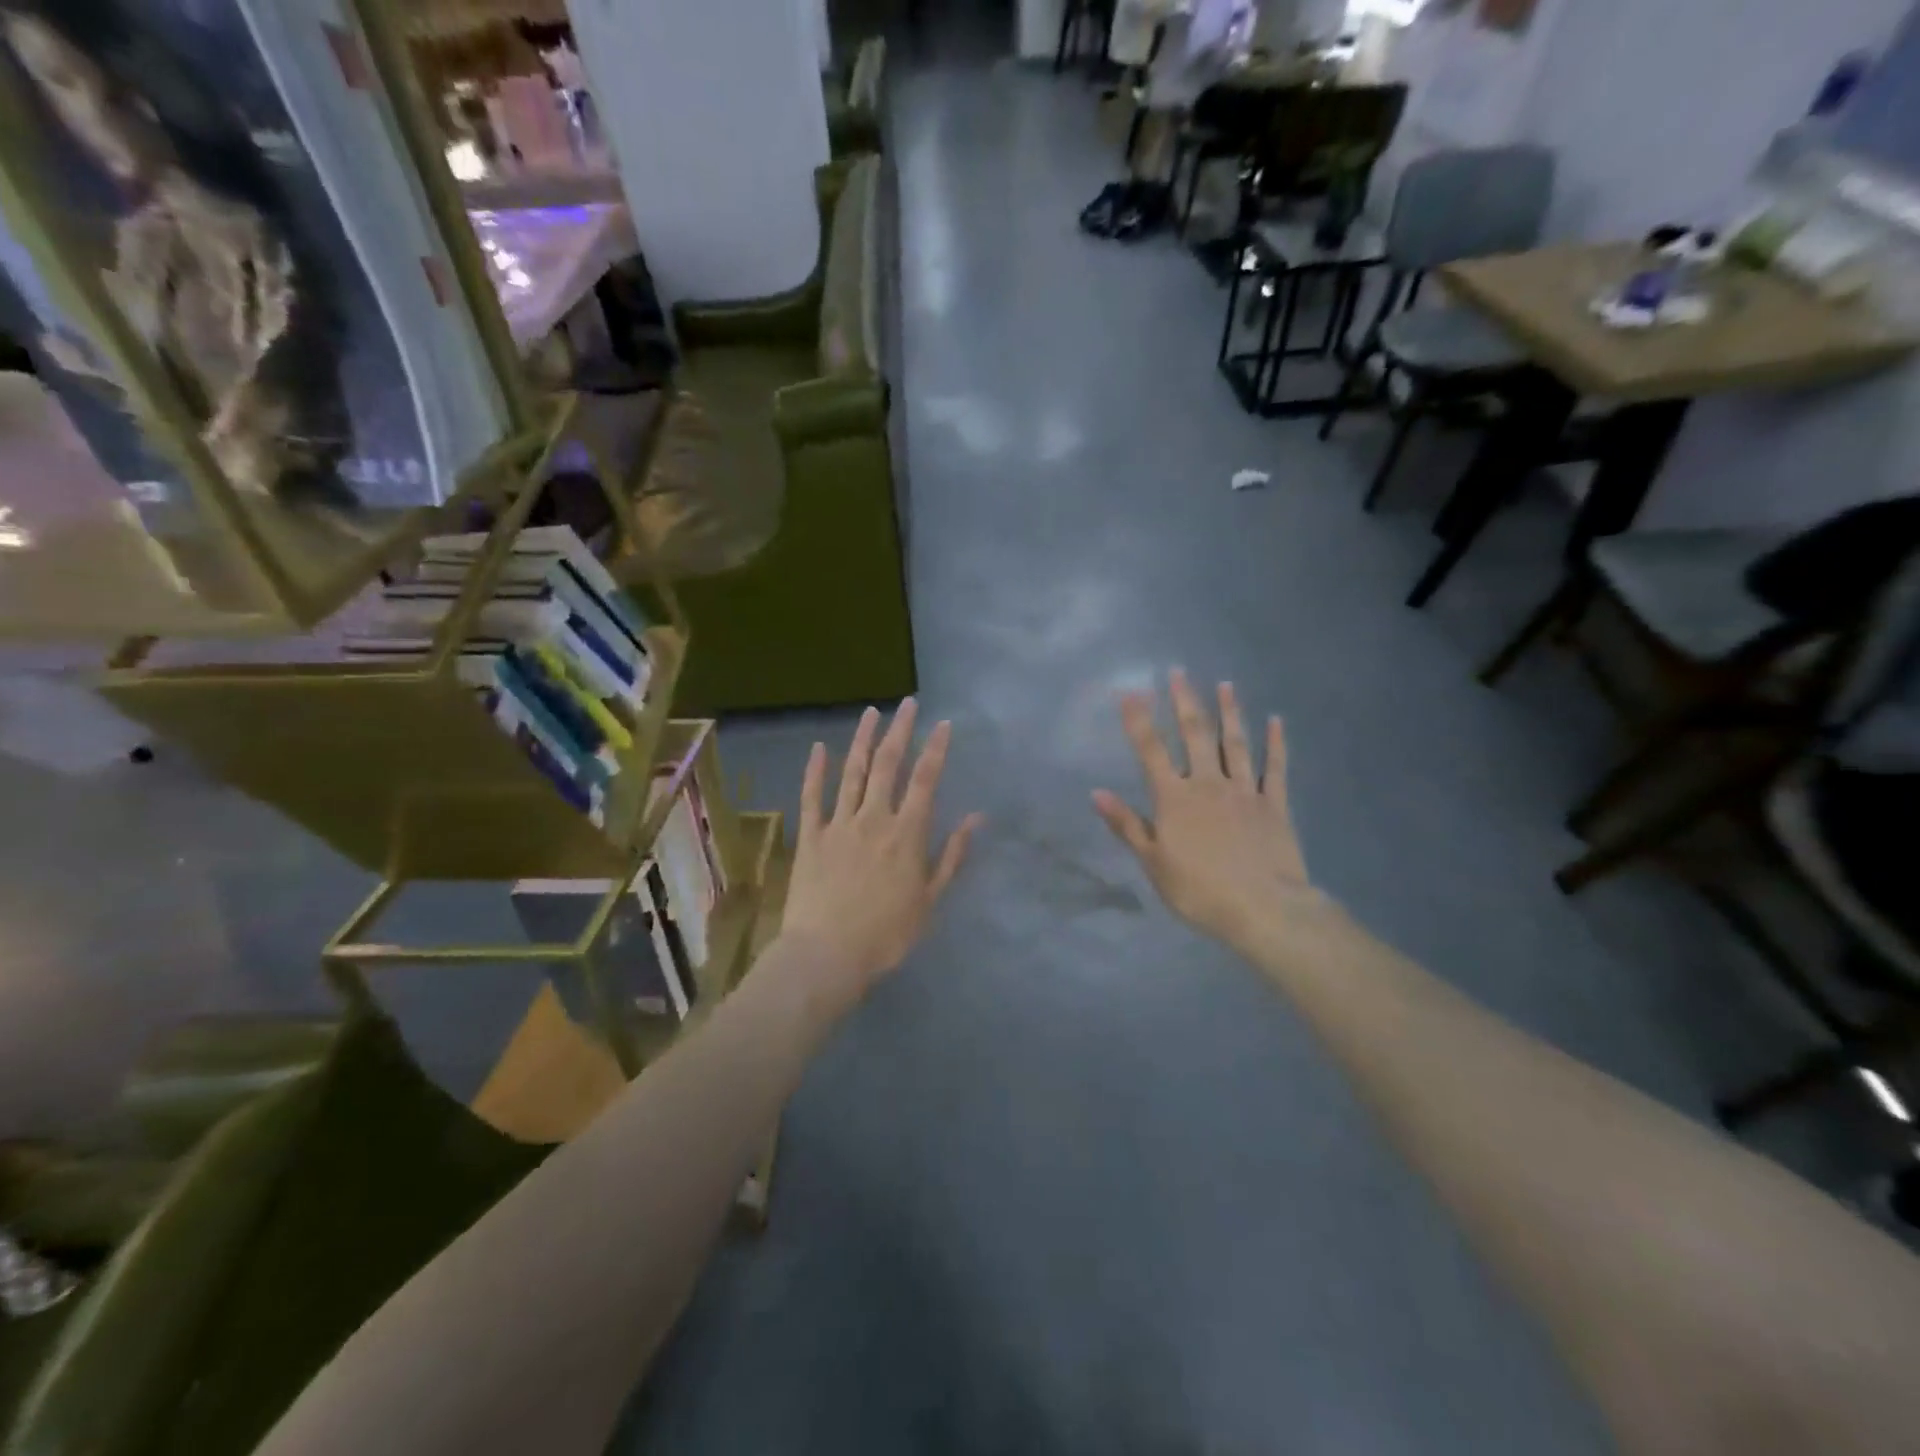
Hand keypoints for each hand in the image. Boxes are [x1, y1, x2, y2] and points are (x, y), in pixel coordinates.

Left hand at [781, 700, 983, 1007]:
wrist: (827, 955)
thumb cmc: (886, 935)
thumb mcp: (930, 900)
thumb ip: (951, 855)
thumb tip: (976, 818)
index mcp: (907, 834)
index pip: (925, 780)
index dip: (936, 749)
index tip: (943, 723)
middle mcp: (874, 818)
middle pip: (888, 765)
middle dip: (900, 731)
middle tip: (907, 704)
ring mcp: (838, 824)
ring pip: (852, 772)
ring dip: (862, 740)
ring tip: (870, 713)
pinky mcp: (810, 836)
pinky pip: (812, 797)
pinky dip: (815, 771)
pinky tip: (819, 748)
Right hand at [1093, 670, 1316, 955]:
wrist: (1264, 909)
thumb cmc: (1200, 891)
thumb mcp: (1153, 863)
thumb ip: (1127, 825)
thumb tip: (1096, 793)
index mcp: (1175, 799)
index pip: (1151, 751)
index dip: (1138, 720)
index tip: (1130, 691)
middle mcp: (1208, 784)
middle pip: (1195, 735)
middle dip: (1185, 702)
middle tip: (1179, 672)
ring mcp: (1245, 791)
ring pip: (1236, 743)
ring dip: (1230, 712)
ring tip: (1226, 684)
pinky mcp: (1275, 805)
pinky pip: (1276, 768)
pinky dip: (1277, 743)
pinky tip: (1277, 721)